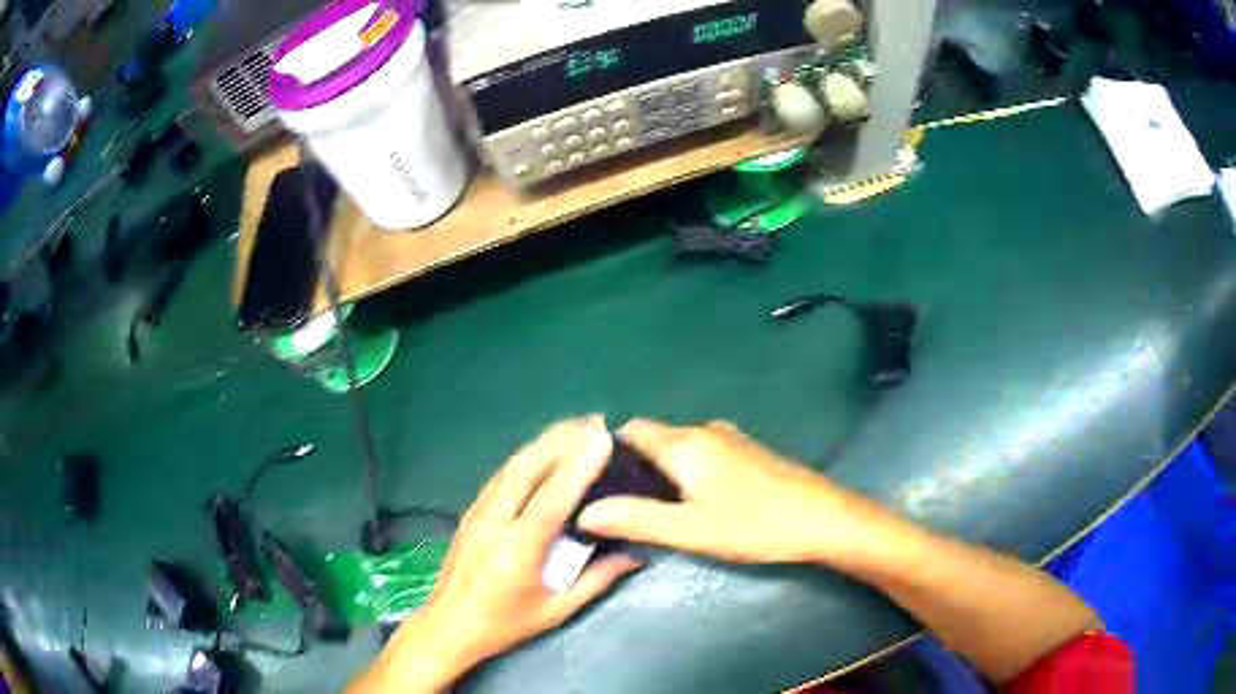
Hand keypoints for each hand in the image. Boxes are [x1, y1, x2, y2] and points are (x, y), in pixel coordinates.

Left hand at [350, 418, 642, 693]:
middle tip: (593, 421)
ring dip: (542, 443)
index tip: (602, 438)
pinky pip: (501, 476)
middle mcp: (494, 522)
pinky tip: (540, 451)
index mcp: (518, 550)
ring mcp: (478, 513)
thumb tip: (636, 555)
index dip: (577, 465)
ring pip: (511, 467)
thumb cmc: (505, 624)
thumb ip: (596, 580)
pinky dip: (525, 457)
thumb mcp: (556, 611)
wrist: (448, 626)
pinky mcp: (471, 512)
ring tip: (573, 427)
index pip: (551, 499)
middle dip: (560, 440)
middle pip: (526, 469)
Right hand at [578, 419, 898, 568]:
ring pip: (679, 447)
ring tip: (652, 509)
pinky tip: (693, 502)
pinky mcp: (748, 453)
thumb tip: (585, 511)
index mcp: (685, 443)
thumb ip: (635, 519)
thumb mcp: (690, 530)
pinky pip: (701, 454)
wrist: (823, 519)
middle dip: (633, 466)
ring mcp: (730, 440)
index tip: (594, 483)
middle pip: (654, 438)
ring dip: (660, 471)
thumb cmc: (755, 525)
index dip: (607, 452)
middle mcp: (704, 431)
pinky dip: (685, 472)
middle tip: (621, 505)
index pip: (630, 431)